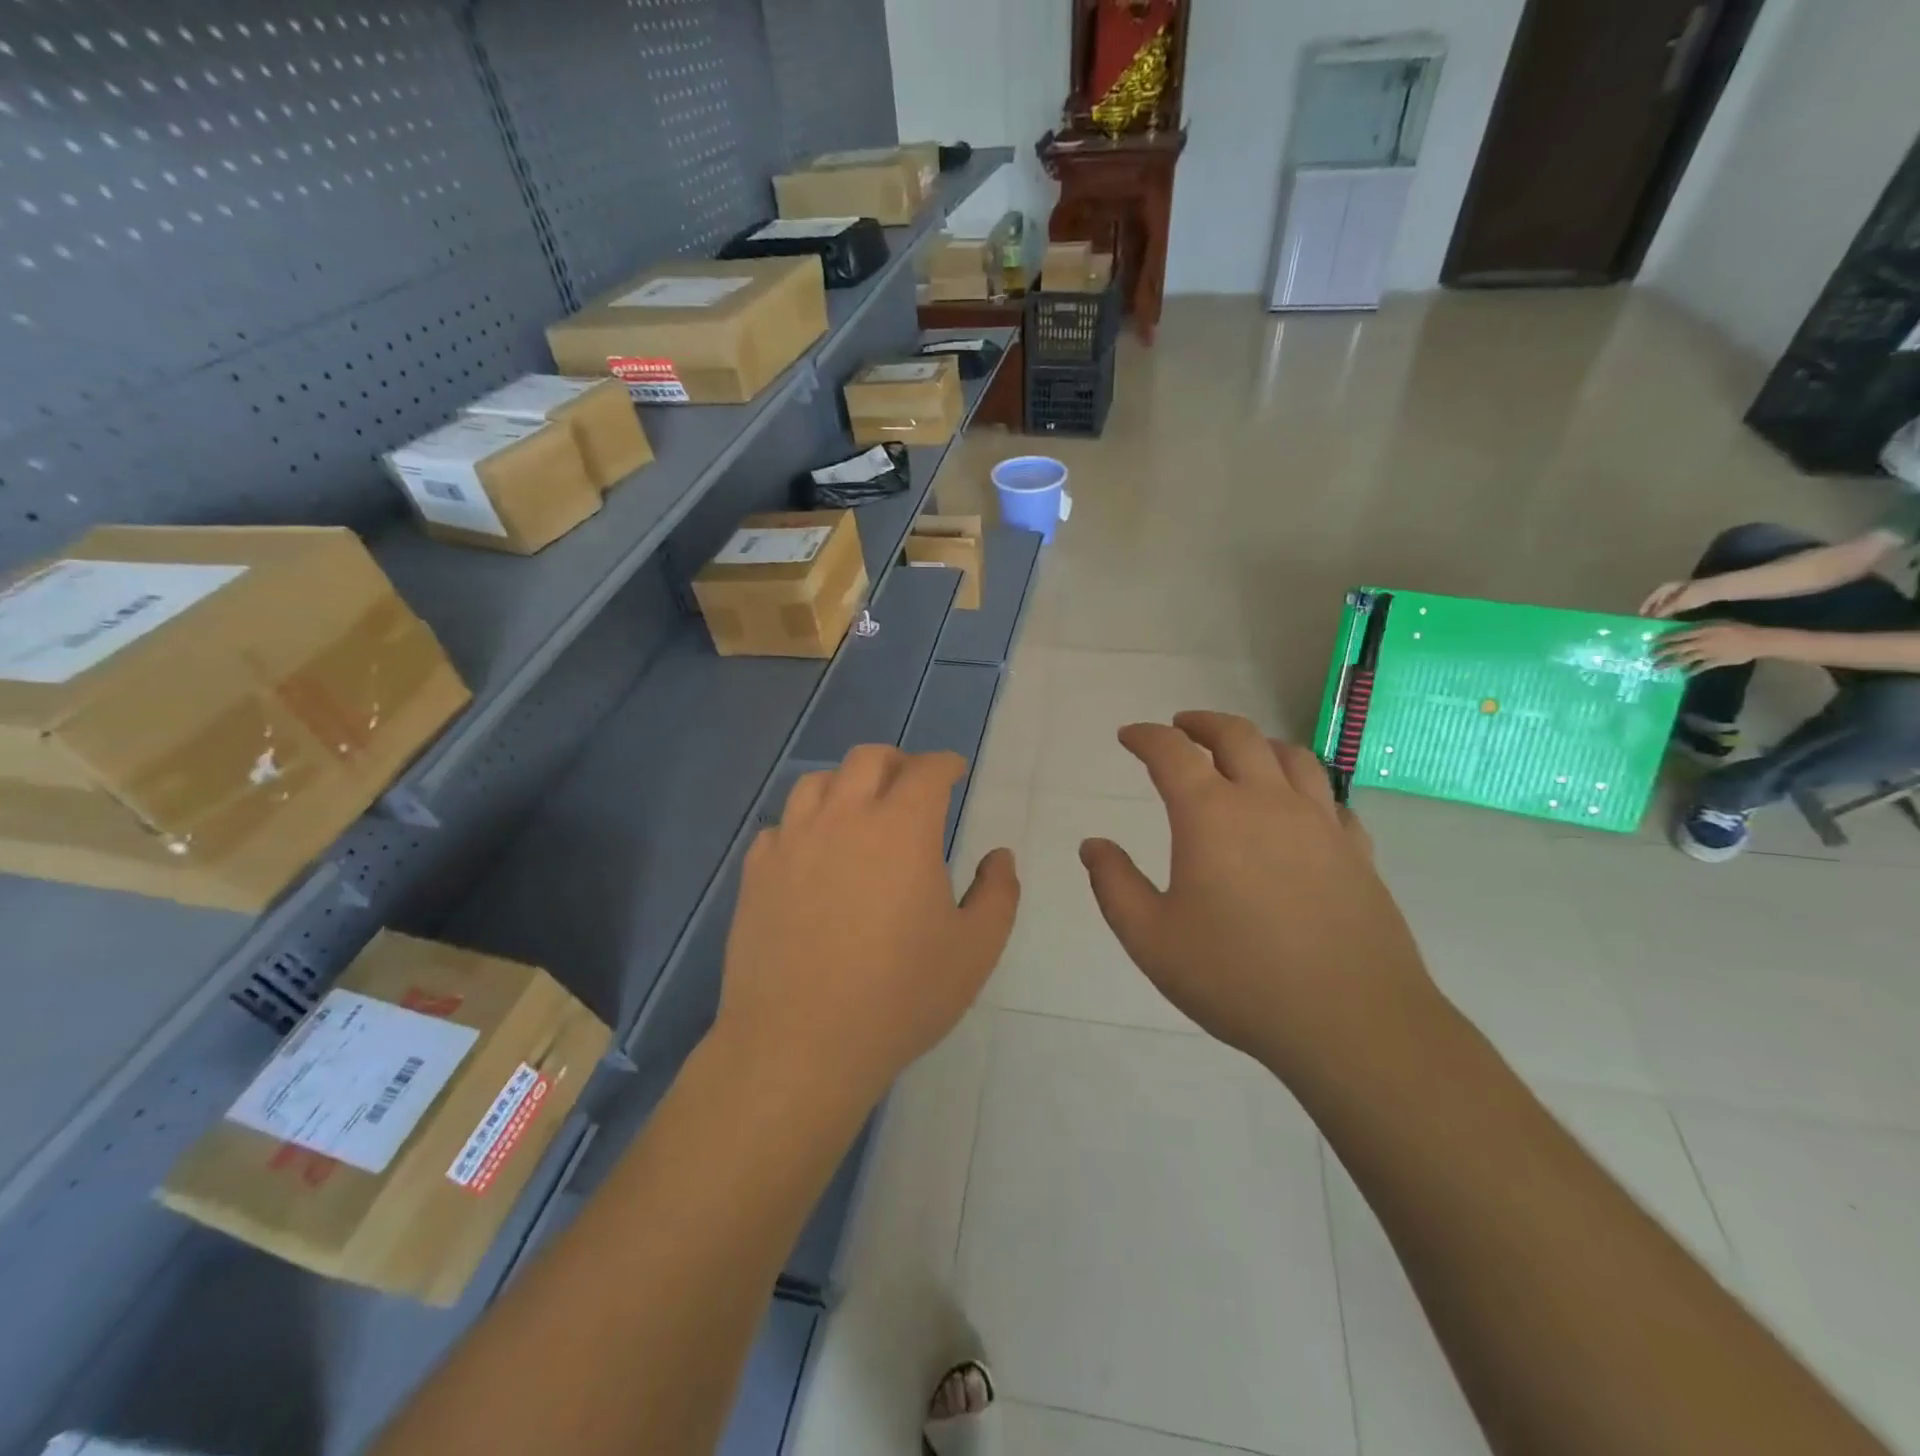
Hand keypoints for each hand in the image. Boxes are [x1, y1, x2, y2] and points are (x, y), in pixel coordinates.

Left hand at [716, 746, 1018, 1103]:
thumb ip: (997, 894)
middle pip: (867, 758)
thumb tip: (998, 856)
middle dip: (896, 762)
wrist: (801, 1043)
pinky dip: (803, 825)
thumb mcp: (974, 950)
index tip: (955, 771)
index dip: (945, 764)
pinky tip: (811, 854)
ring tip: (858, 811)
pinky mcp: (756, 872)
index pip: (926, 770)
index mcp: (902, 828)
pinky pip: (779, 826)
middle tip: (910, 785)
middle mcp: (844, 818)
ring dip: (845, 784)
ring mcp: (792, 842)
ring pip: (816, 782)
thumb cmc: (899, 995)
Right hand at [1078, 713, 1436, 1080]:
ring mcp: (1320, 824)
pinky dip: (1305, 788)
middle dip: (1202, 723)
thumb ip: (1114, 884)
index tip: (1129, 735)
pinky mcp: (1358, 852)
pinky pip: (1331, 800)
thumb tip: (1093, 845)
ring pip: (1291, 757)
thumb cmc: (1237, 978)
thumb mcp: (1151, 939)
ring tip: (1242, 753)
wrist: (1350, 1022)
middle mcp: (1267, 802)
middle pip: (1236, 736)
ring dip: (1258, 743)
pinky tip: (1300, 809)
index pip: (1172, 752)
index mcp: (1211, 815)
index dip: (1146, 736)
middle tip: (1182, 726)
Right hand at [1641, 579, 1713, 617]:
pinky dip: (1672, 609)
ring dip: (1663, 609)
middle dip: (1654, 608)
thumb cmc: (1694, 595)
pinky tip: (1673, 615)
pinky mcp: (1692, 594)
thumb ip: (1664, 611)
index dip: (1645, 607)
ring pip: (1668, 601)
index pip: (1651, 598)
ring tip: (1660, 619)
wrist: (1719, 589)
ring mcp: (1683, 590)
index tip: (1641, 616)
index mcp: (1665, 588)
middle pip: (1659, 599)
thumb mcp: (1677, 604)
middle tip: (1649, 619)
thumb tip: (1653, 618)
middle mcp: (1672, 587)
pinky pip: (1677, 603)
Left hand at [1655, 623, 1775, 672]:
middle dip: (1661, 652)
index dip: (1663, 639)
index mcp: (1702, 631)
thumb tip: (1684, 630)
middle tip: (1649, 656)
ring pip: (1683, 659)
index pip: (1677, 635)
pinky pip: (1699, 668)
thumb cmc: (1739, 628)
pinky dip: (1690, 671)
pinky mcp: (1715, 662)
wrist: (1760, 641)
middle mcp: (1701, 642)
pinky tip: (1682, 674)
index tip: (1651, 642)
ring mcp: (1707, 653)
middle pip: (1676, 648)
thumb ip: (1701, 627)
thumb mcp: (1718, 623)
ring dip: (1669, 664)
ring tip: (1657, 668)